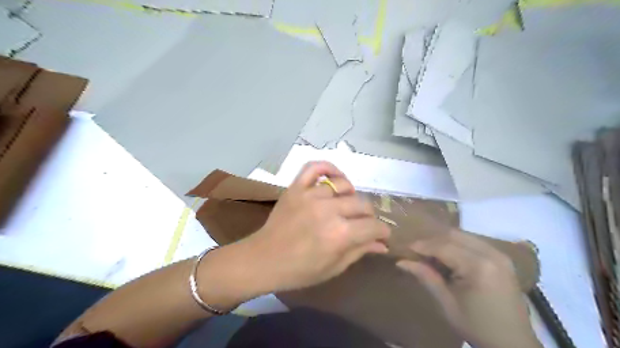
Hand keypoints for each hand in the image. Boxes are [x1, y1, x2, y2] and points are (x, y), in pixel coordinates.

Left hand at [246, 162, 385, 292]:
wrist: (263, 259)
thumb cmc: (299, 270)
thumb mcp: (334, 267)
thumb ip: (360, 251)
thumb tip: (382, 243)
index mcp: (340, 234)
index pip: (373, 226)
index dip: (382, 231)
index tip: (381, 234)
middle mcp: (329, 210)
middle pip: (362, 204)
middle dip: (368, 216)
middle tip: (362, 224)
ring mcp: (311, 195)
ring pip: (344, 186)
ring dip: (351, 196)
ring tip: (346, 205)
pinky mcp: (296, 187)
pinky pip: (315, 167)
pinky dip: (327, 168)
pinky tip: (334, 178)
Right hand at [400, 231, 540, 346]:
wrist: (513, 344)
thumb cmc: (477, 326)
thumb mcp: (447, 304)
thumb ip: (426, 277)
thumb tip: (401, 261)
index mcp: (479, 267)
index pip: (443, 246)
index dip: (422, 245)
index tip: (405, 248)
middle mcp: (491, 254)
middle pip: (453, 236)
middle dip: (432, 240)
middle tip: (416, 250)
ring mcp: (499, 254)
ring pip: (463, 236)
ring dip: (444, 241)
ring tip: (429, 254)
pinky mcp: (502, 258)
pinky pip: (473, 242)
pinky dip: (457, 245)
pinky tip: (448, 256)